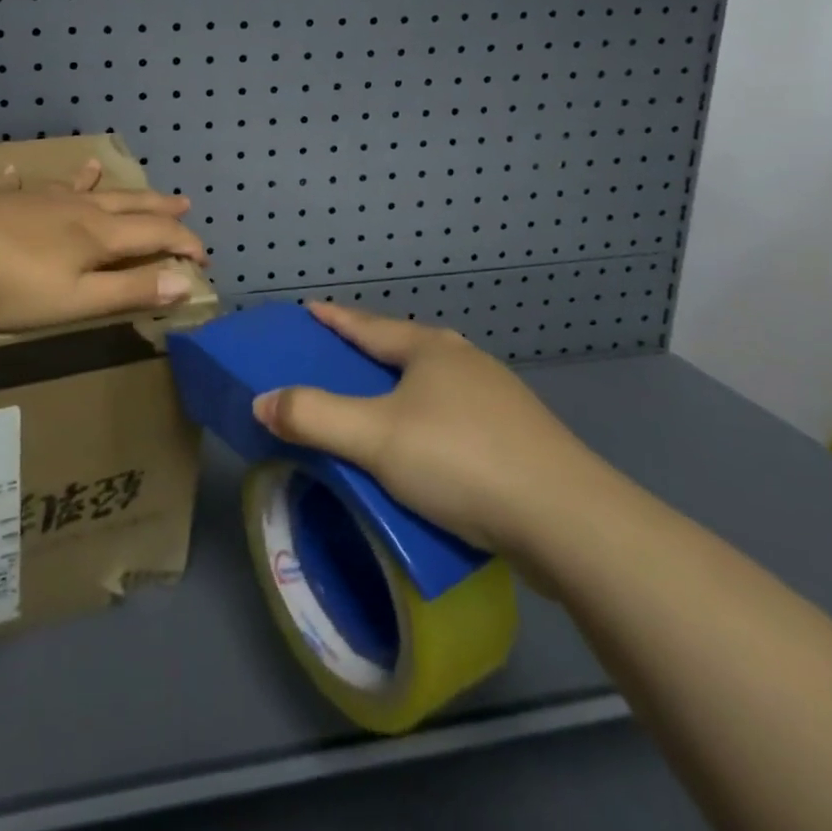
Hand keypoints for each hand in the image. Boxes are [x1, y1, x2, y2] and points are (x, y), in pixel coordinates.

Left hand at [0, 161, 207, 331]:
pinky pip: (20, 187)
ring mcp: (37, 201)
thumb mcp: (80, 300)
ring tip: (102, 168)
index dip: (184, 242)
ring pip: (78, 187)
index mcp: (98, 235)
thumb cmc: (15, 289)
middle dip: (157, 205)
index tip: (204, 256)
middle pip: (125, 203)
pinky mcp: (2, 202)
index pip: (154, 233)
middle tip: (183, 201)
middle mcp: (75, 210)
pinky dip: (24, 181)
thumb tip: (185, 281)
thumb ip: (131, 290)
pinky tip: (16, 171)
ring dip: (98, 182)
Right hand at [251, 303, 609, 560]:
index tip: (309, 308)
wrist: (569, 522)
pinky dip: (431, 419)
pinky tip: (429, 444)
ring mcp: (500, 399)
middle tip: (339, 356)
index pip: (368, 325)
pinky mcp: (521, 438)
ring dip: (404, 385)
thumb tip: (262, 401)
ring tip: (381, 401)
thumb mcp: (374, 438)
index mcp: (430, 350)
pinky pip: (458, 415)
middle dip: (371, 348)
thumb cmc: (461, 461)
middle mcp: (466, 362)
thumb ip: (313, 417)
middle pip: (405, 346)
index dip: (335, 318)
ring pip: (436, 382)